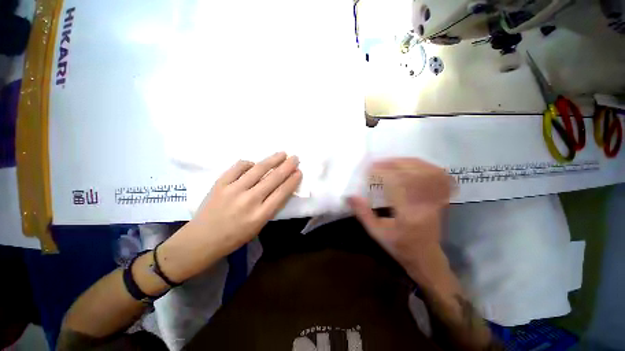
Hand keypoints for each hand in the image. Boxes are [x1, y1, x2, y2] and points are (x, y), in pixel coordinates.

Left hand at [159, 152, 301, 281]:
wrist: (202, 239)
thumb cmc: (235, 236)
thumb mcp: (259, 226)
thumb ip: (271, 206)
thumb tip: (281, 187)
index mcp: (260, 215)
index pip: (282, 192)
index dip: (292, 180)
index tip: (299, 171)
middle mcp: (249, 200)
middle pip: (273, 178)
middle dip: (287, 166)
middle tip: (295, 158)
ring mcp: (233, 190)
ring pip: (258, 169)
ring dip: (272, 159)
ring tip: (282, 153)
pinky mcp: (220, 183)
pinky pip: (239, 167)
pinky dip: (249, 163)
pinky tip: (254, 164)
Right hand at [348, 158, 452, 270]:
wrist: (426, 258)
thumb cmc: (399, 247)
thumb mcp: (376, 233)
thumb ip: (363, 213)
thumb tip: (350, 196)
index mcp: (408, 213)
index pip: (397, 184)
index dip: (383, 172)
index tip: (369, 169)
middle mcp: (425, 204)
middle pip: (414, 174)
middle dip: (394, 164)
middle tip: (378, 162)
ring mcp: (436, 200)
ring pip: (427, 172)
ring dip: (408, 163)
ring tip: (392, 161)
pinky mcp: (439, 199)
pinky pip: (438, 177)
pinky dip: (425, 167)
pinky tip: (412, 165)